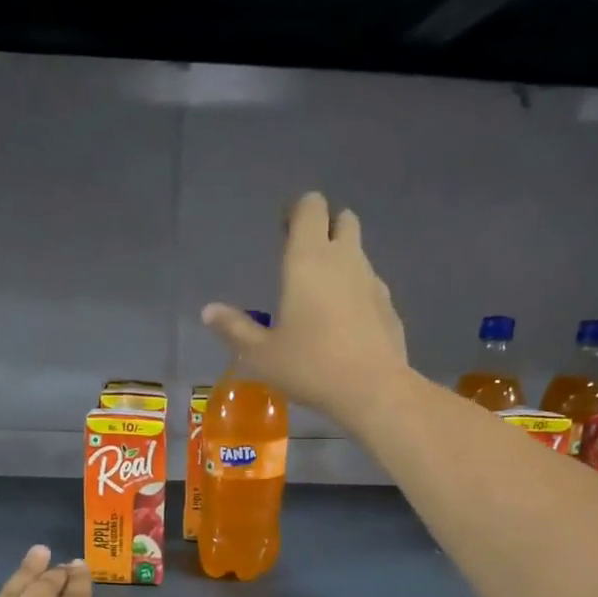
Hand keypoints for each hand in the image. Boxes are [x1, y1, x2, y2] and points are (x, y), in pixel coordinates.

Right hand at [201, 191, 409, 429]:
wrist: (372, 390)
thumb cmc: (310, 366)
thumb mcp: (262, 355)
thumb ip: (235, 329)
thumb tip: (208, 311)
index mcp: (309, 258)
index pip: (310, 206)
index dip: (297, 212)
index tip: (283, 232)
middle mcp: (344, 259)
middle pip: (342, 219)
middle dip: (325, 229)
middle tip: (303, 260)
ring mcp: (372, 280)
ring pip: (358, 253)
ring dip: (341, 262)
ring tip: (321, 298)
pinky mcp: (388, 305)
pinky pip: (370, 285)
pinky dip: (357, 292)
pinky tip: (345, 324)